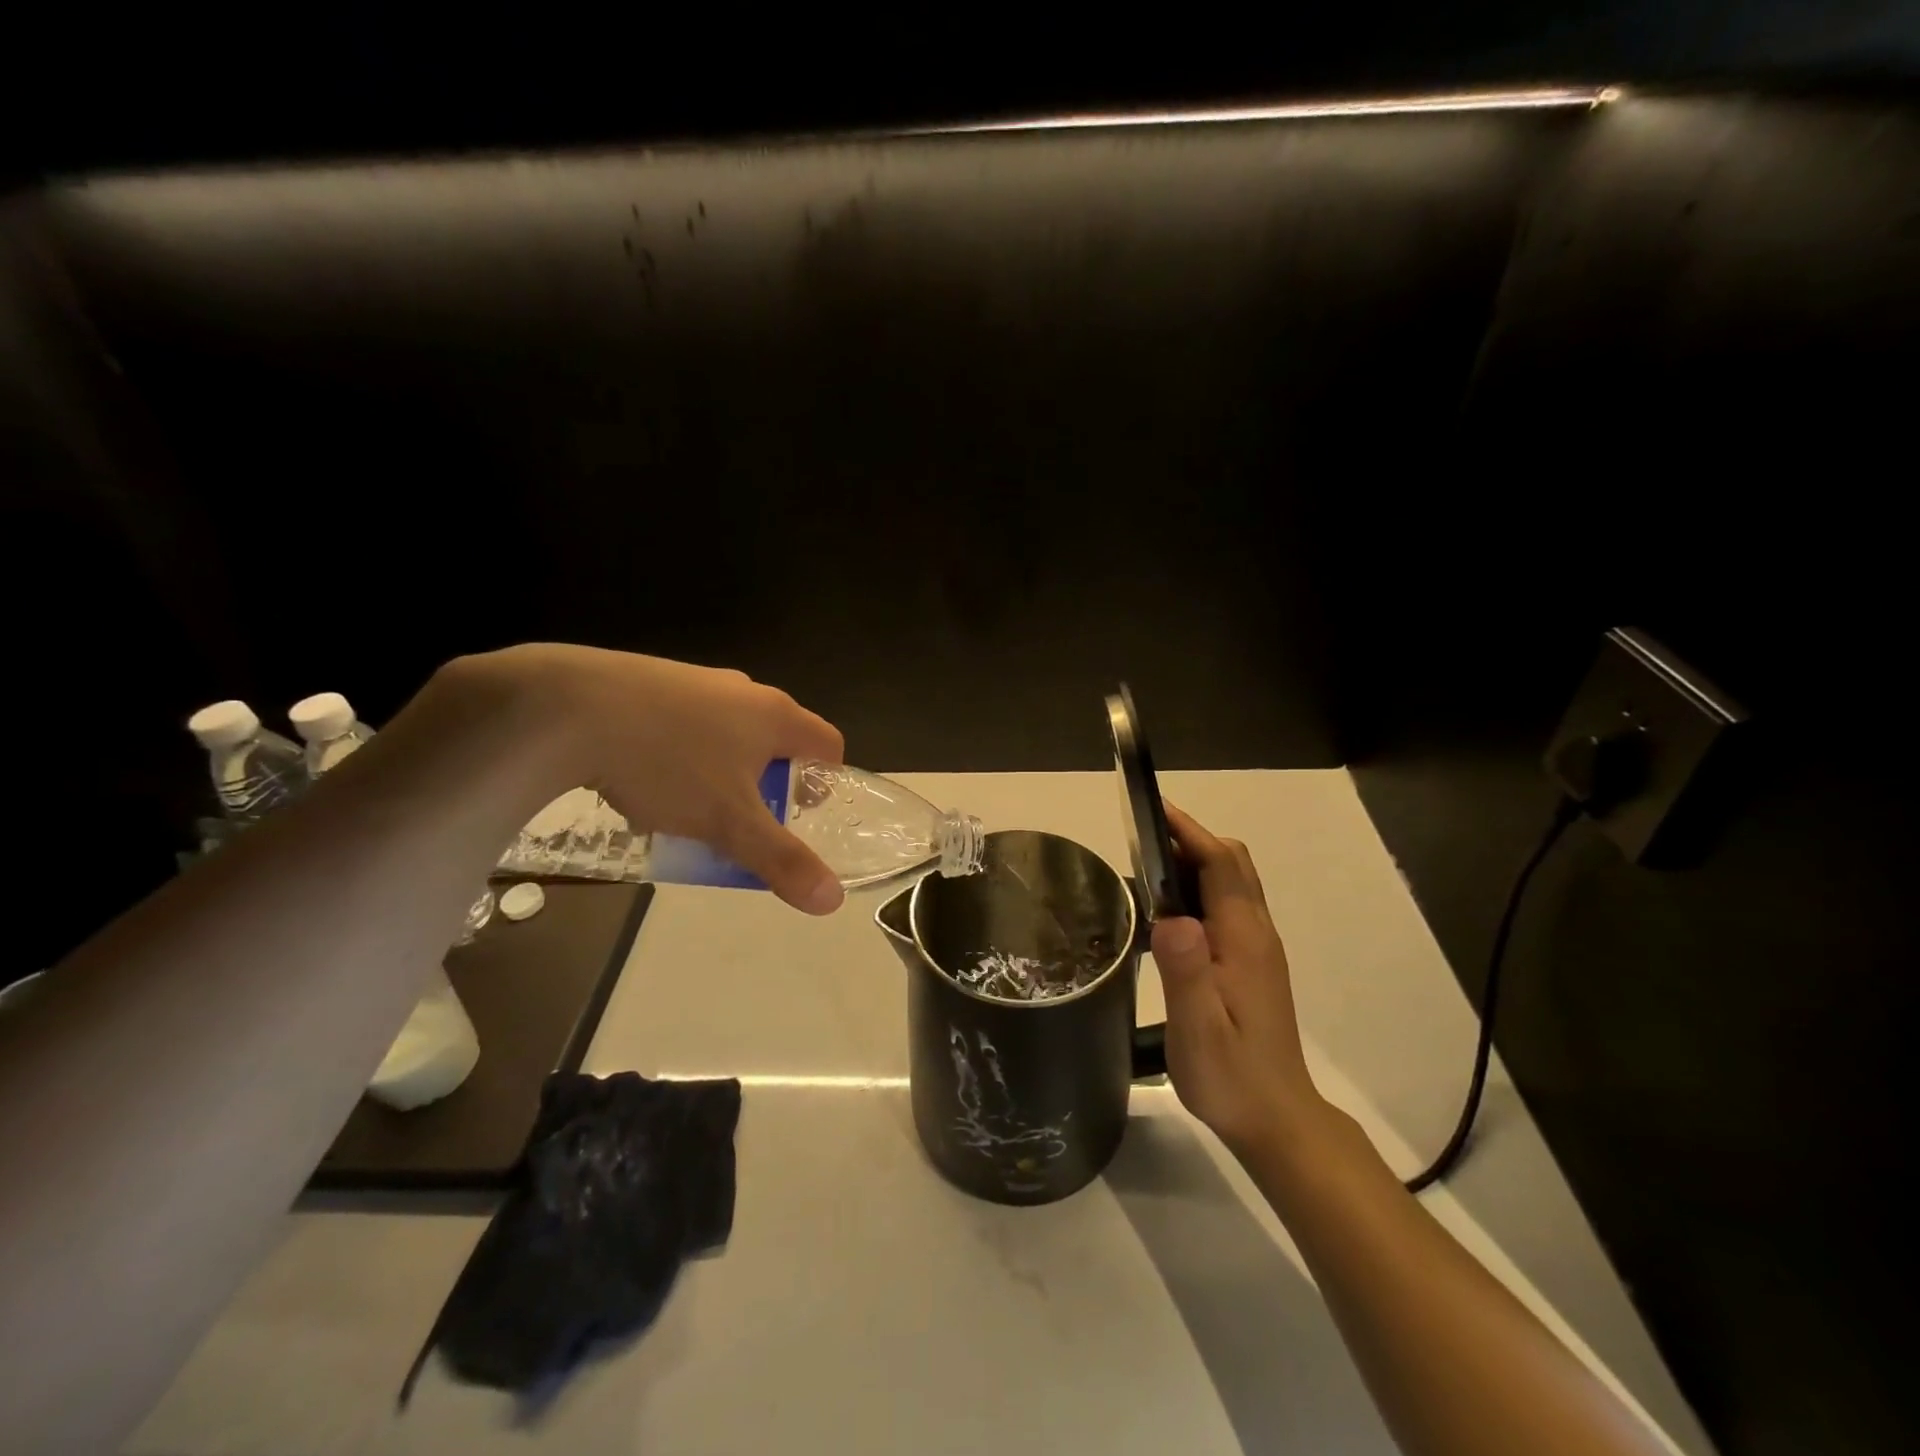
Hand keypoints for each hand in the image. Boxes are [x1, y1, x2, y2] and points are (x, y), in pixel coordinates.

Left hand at [462, 645, 847, 914]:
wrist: (566, 708)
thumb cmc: (668, 764)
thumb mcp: (729, 823)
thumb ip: (781, 861)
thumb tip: (833, 901)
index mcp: (775, 714)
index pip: (828, 744)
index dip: (824, 783)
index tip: (796, 816)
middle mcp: (743, 690)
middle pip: (777, 740)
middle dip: (768, 784)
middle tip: (742, 821)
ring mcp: (695, 681)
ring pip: (728, 732)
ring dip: (723, 770)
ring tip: (689, 807)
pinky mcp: (650, 680)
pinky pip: (684, 723)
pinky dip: (681, 753)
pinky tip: (644, 777)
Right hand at [1150, 804, 1320, 1156]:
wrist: (1277, 1119)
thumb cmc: (1232, 1076)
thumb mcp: (1198, 1028)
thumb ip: (1186, 971)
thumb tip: (1172, 916)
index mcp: (1244, 939)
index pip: (1221, 864)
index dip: (1189, 831)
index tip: (1151, 809)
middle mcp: (1256, 933)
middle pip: (1231, 863)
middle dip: (1190, 838)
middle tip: (1140, 837)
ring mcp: (1257, 947)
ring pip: (1231, 882)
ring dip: (1195, 860)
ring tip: (1144, 866)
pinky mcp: (1251, 962)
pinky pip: (1227, 904)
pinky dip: (1199, 887)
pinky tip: (1167, 911)